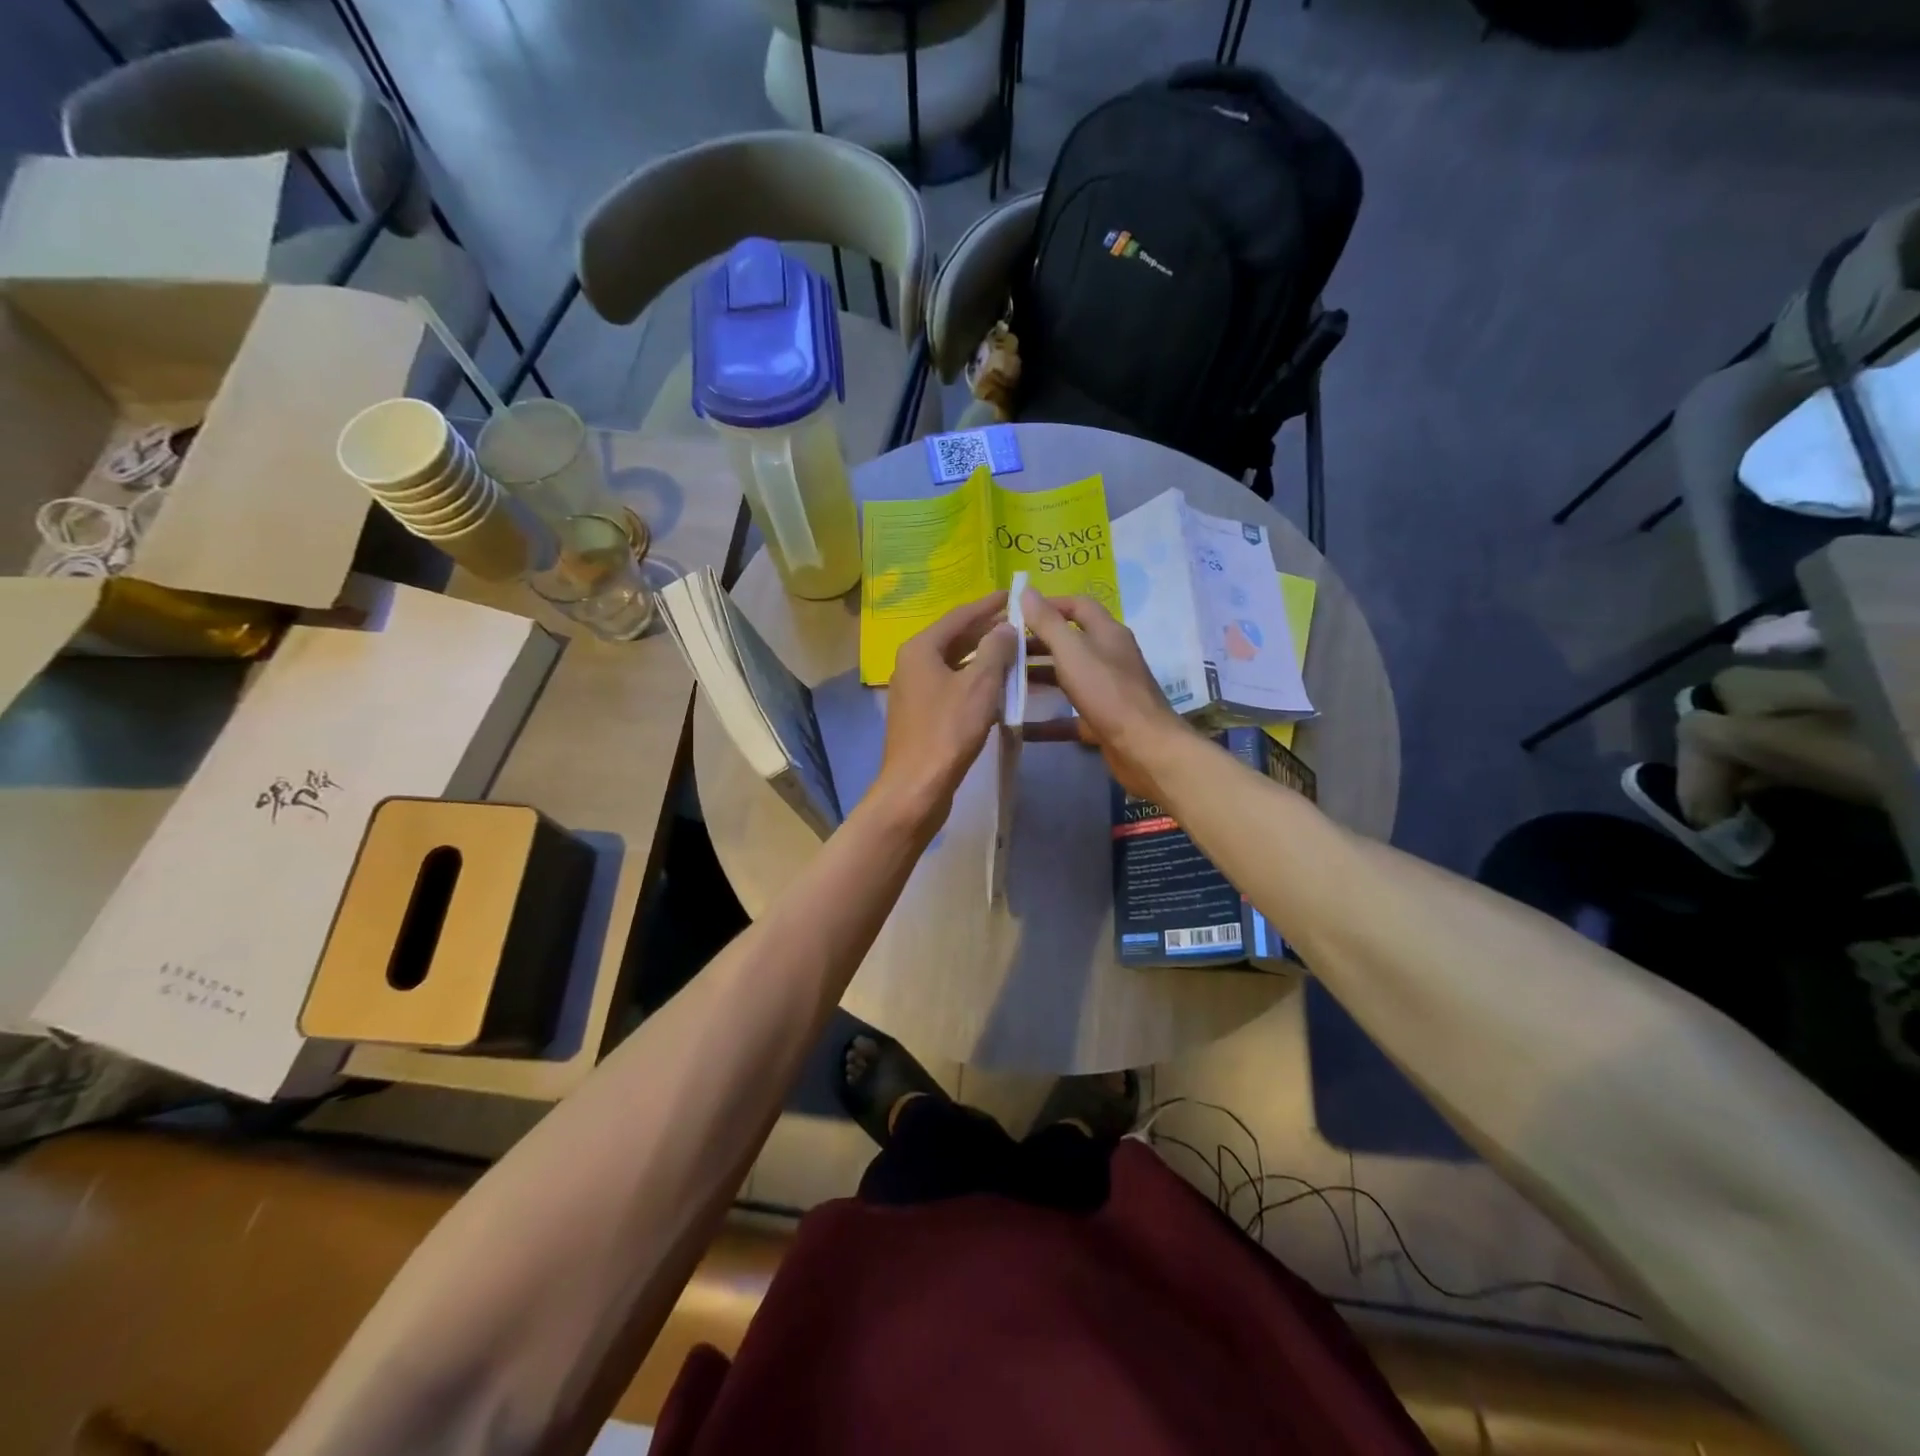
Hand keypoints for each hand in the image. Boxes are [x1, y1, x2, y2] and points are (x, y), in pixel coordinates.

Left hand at [871, 592, 1018, 829]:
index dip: (987, 606)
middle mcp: (911, 664)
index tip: (1011, 595)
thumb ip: (995, 650)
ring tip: (1013, 652)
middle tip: (1018, 623)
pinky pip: (951, 686)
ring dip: (982, 658)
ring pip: (953, 664)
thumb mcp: (980, 685)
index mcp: (921, 649)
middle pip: (954, 639)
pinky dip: (973, 681)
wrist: (917, 786)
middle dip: (986, 631)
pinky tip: (996, 687)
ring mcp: (913, 691)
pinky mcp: (920, 715)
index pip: (959, 617)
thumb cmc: (948, 730)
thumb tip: (1005, 628)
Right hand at [1018, 588, 1188, 801]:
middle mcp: (1109, 657)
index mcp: (1107, 633)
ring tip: (1003, 681)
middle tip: (1001, 650)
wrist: (1145, 749)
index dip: (1047, 605)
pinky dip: (1046, 720)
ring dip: (1038, 678)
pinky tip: (1019, 726)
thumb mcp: (1073, 652)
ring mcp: (1107, 690)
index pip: (1077, 606)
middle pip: (1069, 642)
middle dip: (1036, 644)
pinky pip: (1069, 715)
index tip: (1014, 614)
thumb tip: (1025, 590)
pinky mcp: (1102, 720)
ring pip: (1067, 678)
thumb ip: (1048, 623)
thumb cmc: (1108, 693)